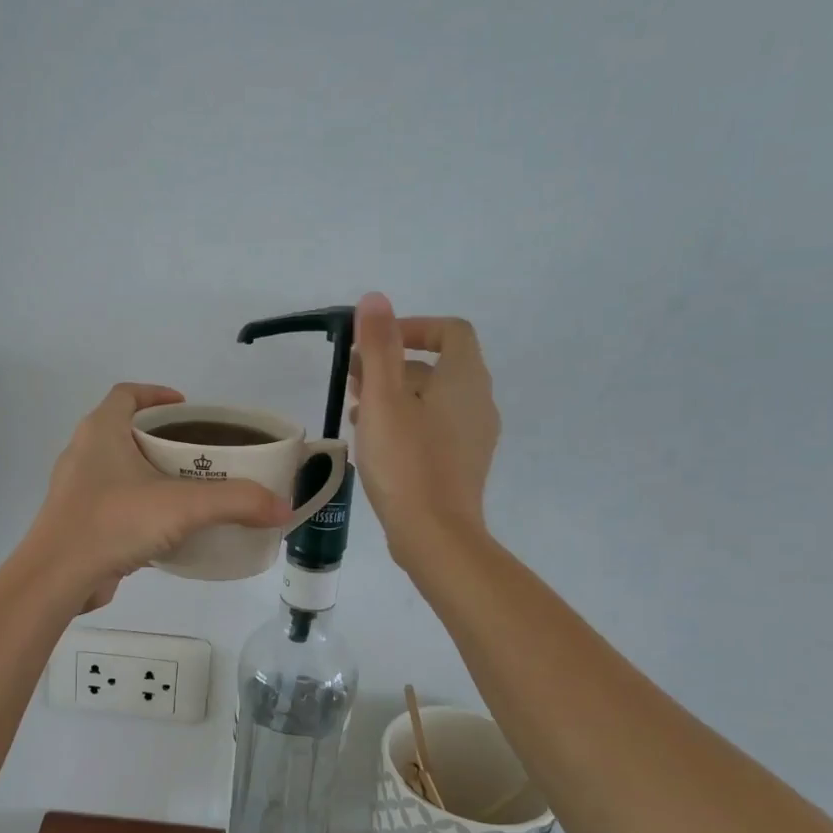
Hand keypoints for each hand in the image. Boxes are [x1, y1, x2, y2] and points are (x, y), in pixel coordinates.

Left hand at [25, 383, 290, 611]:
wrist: (57, 578)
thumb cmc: (114, 522)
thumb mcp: (183, 507)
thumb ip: (236, 502)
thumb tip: (283, 508)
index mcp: (101, 431)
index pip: (127, 394)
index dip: (157, 394)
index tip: (188, 407)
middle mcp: (84, 452)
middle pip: (126, 430)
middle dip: (162, 437)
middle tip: (200, 452)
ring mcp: (77, 489)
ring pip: (120, 469)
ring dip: (151, 473)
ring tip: (189, 488)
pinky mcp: (78, 521)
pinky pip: (115, 502)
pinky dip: (140, 506)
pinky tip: (167, 527)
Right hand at [349, 293, 499, 566]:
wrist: (436, 534)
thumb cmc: (407, 461)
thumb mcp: (384, 399)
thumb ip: (380, 346)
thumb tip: (376, 298)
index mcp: (465, 379)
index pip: (451, 331)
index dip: (414, 328)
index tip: (377, 343)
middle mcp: (478, 401)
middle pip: (438, 366)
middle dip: (394, 363)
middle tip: (354, 377)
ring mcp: (473, 435)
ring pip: (433, 399)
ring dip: (395, 394)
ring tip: (356, 407)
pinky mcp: (462, 463)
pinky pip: (434, 427)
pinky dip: (406, 421)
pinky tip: (374, 440)